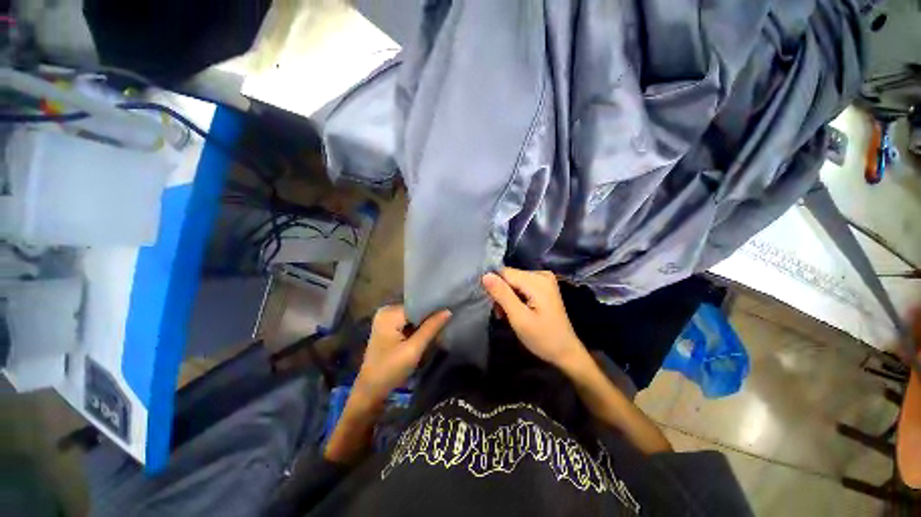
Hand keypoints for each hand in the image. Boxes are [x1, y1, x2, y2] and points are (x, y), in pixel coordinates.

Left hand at [354, 305, 450, 402]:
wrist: (371, 391)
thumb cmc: (390, 370)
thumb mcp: (413, 349)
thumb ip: (431, 328)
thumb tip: (448, 310)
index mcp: (389, 313)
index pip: (417, 305)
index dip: (433, 309)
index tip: (449, 312)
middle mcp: (386, 311)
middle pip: (415, 310)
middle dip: (430, 316)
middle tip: (447, 320)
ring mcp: (387, 320)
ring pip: (413, 317)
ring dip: (425, 323)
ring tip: (442, 325)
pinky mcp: (389, 328)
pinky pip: (408, 323)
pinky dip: (418, 328)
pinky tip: (430, 331)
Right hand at [482, 268, 587, 371]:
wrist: (566, 352)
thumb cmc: (542, 338)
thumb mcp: (519, 318)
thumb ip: (502, 294)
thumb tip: (485, 275)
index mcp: (537, 280)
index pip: (504, 273)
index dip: (494, 287)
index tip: (493, 305)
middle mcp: (541, 274)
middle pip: (509, 277)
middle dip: (501, 293)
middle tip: (501, 314)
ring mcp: (544, 280)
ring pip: (513, 282)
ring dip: (506, 297)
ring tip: (506, 315)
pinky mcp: (543, 287)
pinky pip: (521, 286)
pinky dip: (515, 298)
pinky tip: (515, 311)